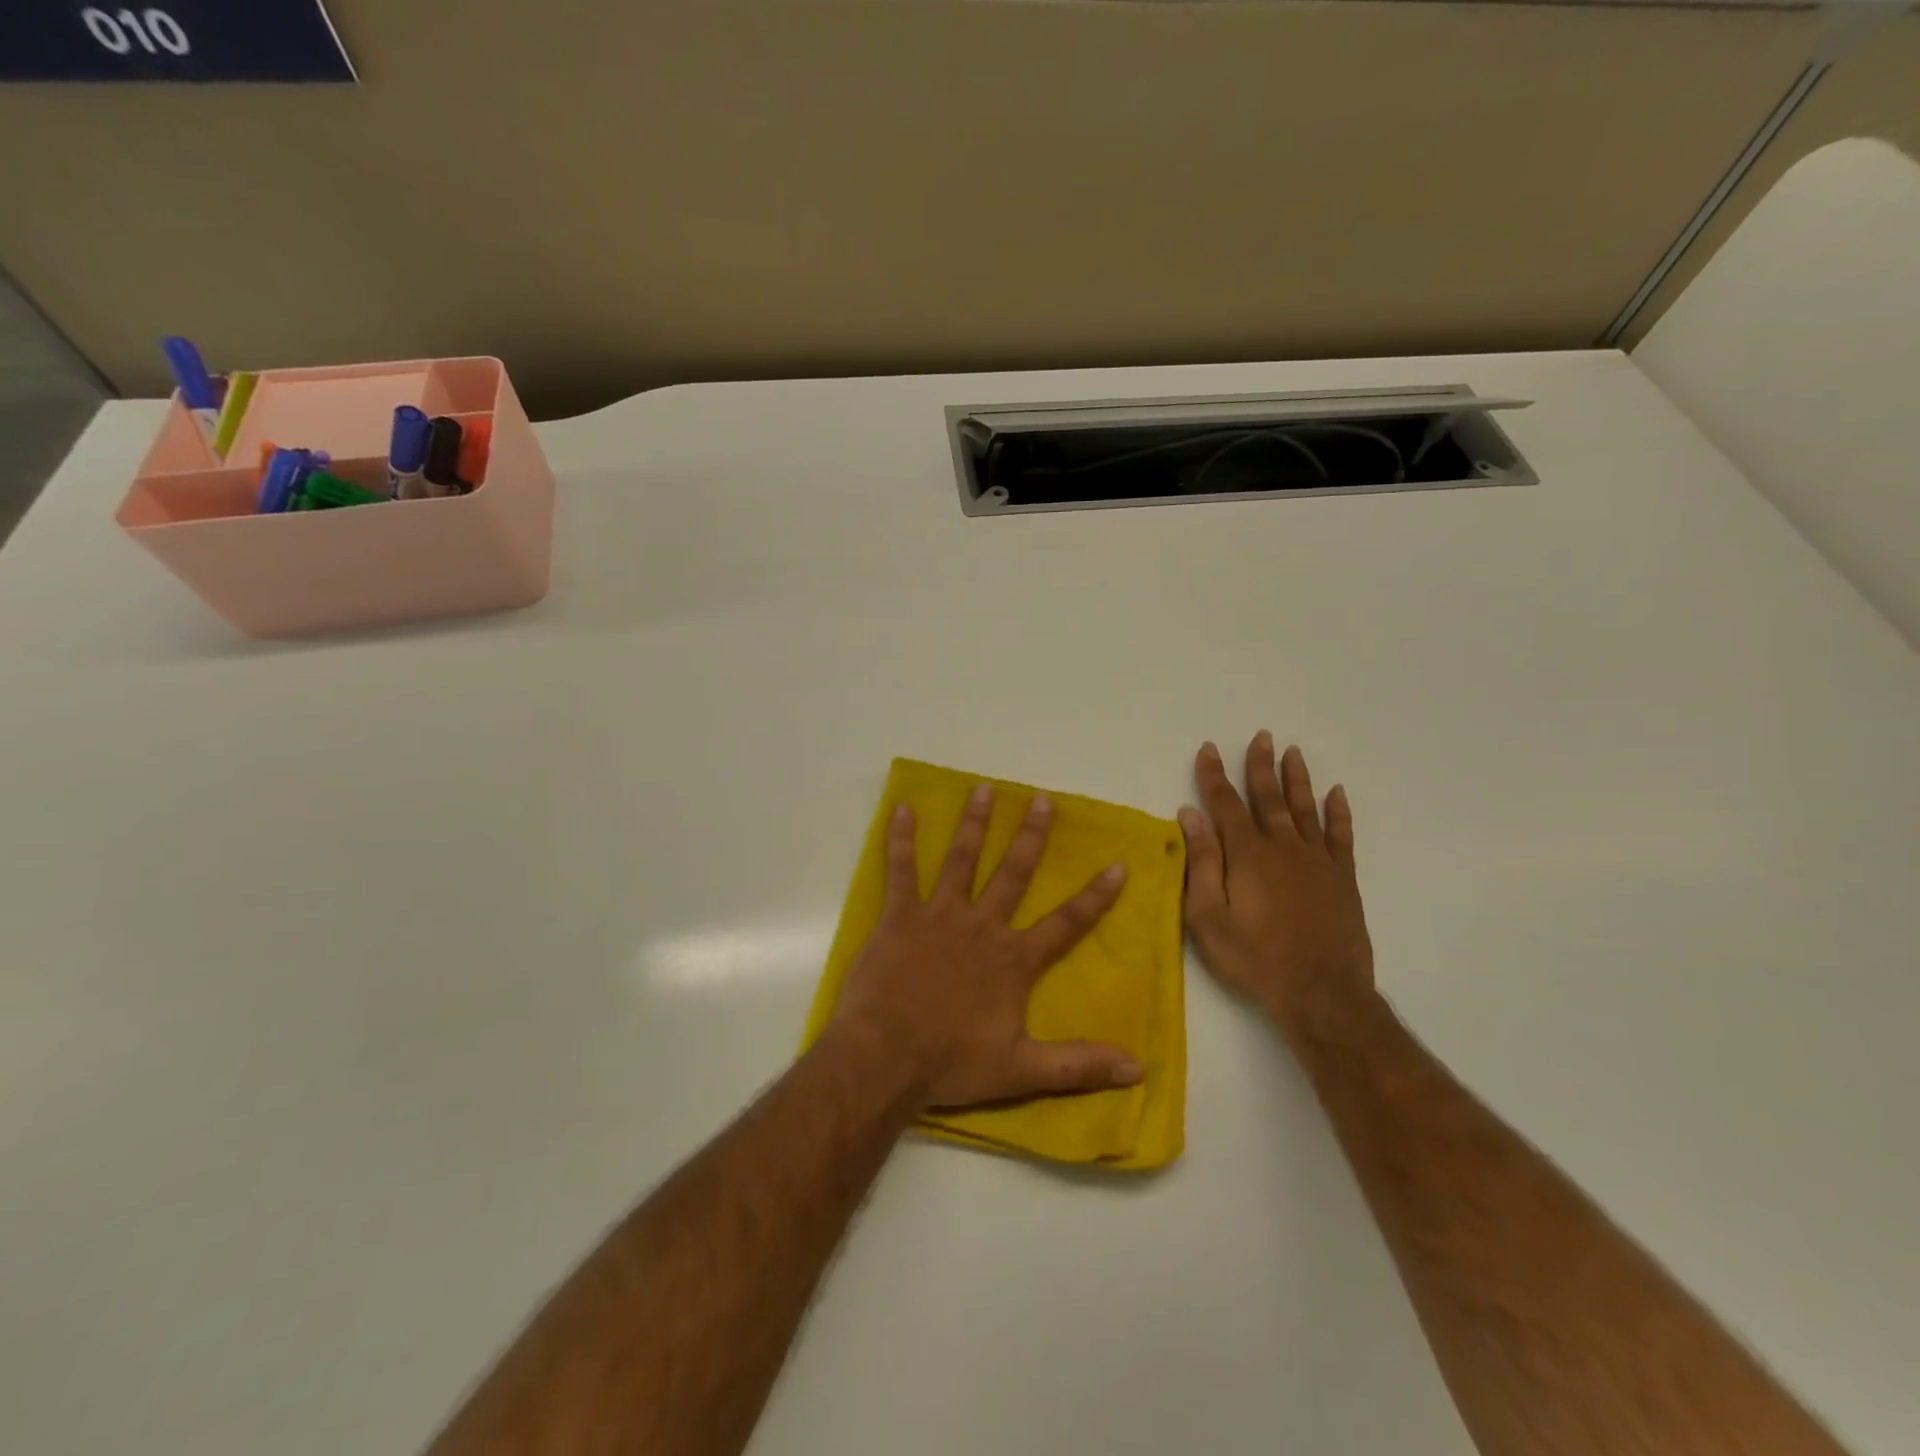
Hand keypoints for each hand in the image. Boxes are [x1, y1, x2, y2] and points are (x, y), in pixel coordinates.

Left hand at [833, 784, 1144, 1107]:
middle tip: (1040, 799)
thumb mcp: (1023, 1071)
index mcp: (1013, 959)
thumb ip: (1080, 1066)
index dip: (1095, 896)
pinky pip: (900, 870)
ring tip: (984, 789)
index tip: (1117, 864)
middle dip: (1030, 835)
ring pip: (962, 860)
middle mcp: (981, 926)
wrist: (885, 1057)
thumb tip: (1139, 1069)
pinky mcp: (900, 916)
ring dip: (974, 823)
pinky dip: (901, 839)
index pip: (1066, 922)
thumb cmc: (952, 1062)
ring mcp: (939, 915)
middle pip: (1012, 873)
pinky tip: (902, 809)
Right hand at [1180, 733, 1376, 1045]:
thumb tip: (1190, 815)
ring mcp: (1316, 860)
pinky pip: (1341, 835)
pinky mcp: (1342, 878)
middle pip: (1268, 796)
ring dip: (1297, 778)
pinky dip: (1338, 812)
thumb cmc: (1253, 956)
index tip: (1208, 749)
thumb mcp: (1207, 915)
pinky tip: (1336, 793)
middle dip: (1260, 765)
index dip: (1214, 775)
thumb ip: (1201, 861)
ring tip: (1293, 752)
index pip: (1225, 803)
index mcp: (1246, 853)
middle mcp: (1282, 846)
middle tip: (1262, 736)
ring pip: (1305, 807)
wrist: (1320, 992)